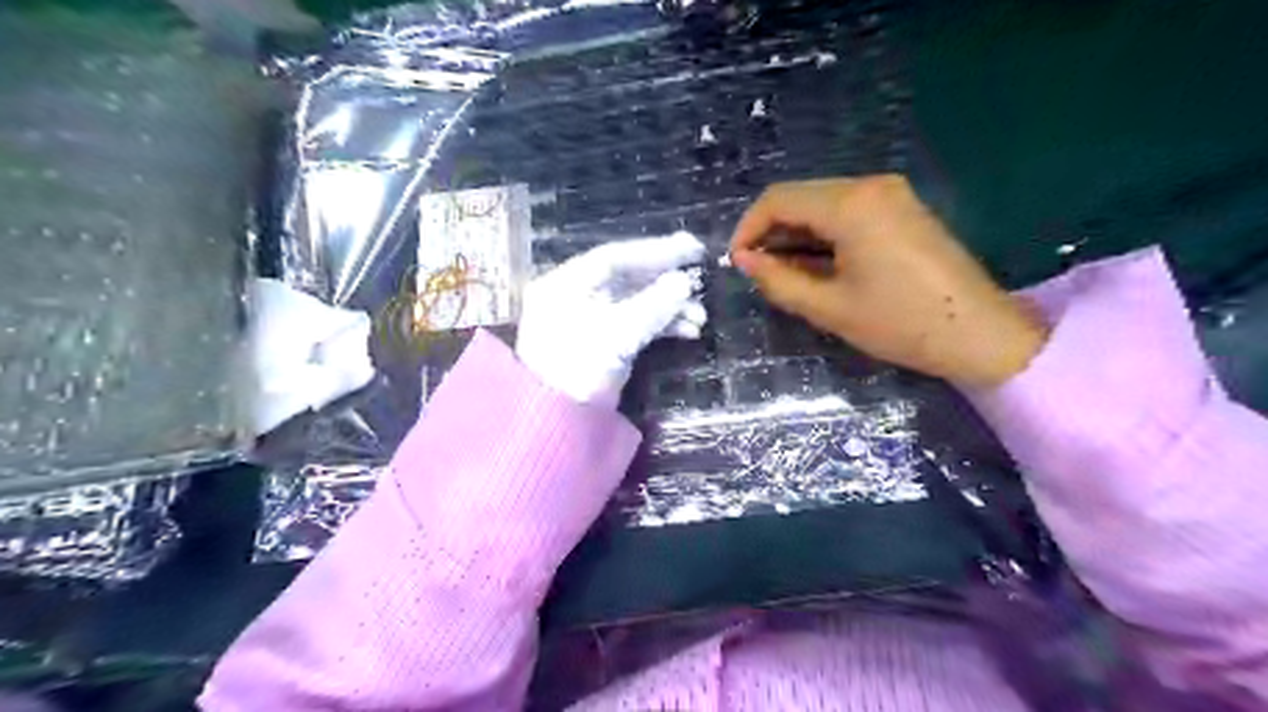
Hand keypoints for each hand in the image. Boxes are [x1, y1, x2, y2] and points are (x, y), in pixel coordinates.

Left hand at [516, 233, 712, 405]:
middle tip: (700, 275)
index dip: (655, 251)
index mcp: (566, 284)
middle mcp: (577, 296)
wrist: (557, 421)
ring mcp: (591, 321)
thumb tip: (684, 283)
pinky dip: (662, 326)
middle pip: (628, 279)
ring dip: (669, 308)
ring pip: (636, 302)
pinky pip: (636, 324)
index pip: (615, 258)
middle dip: (666, 281)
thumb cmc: (578, 369)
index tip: (691, 249)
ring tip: (700, 317)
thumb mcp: (616, 334)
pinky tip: (689, 331)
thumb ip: (653, 306)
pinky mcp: (604, 343)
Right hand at [730, 176, 1045, 386]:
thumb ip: (779, 281)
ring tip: (781, 272)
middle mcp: (870, 186)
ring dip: (794, 233)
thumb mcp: (829, 307)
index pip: (779, 199)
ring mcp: (890, 194)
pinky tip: (814, 263)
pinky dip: (821, 234)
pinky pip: (846, 211)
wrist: (979, 332)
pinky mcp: (901, 209)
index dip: (748, 227)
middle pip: (800, 196)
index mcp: (851, 205)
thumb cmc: (900, 323)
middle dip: (770, 231)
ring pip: (821, 203)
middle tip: (756, 271)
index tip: (737, 262)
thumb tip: (745, 261)